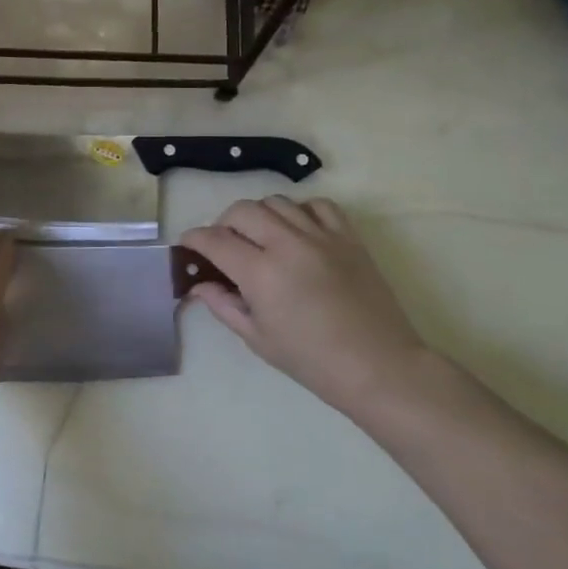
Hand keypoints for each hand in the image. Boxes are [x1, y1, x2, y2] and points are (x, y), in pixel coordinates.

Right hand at [182, 197, 436, 421]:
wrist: (379, 366)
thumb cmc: (312, 361)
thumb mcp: (258, 338)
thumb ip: (224, 305)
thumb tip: (199, 285)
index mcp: (261, 273)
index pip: (215, 240)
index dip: (194, 239)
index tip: (188, 246)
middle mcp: (287, 244)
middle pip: (242, 210)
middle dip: (224, 223)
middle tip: (224, 245)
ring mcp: (321, 236)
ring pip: (277, 202)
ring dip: (260, 215)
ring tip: (261, 237)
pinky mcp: (349, 237)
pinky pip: (318, 205)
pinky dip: (300, 211)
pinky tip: (298, 231)